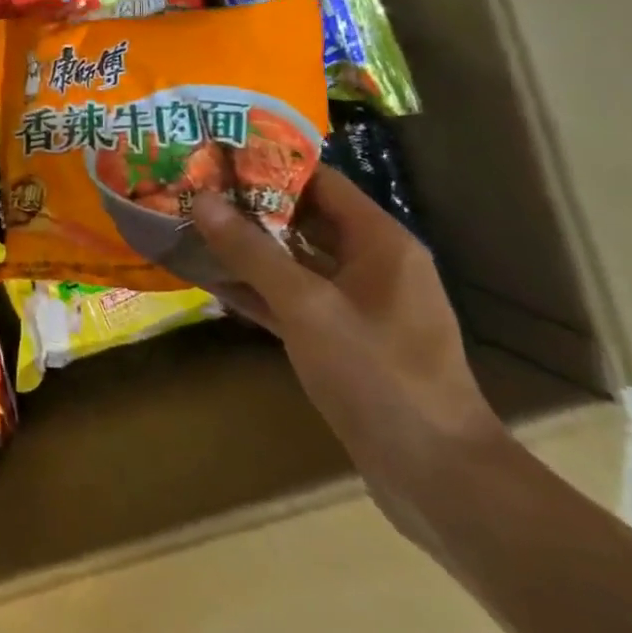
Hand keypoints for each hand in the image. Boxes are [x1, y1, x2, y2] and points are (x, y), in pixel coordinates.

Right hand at [185, 168, 508, 542]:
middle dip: (250, 205)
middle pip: (305, 217)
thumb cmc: (378, 375)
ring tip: (193, 227)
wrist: (437, 478)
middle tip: (194, 189)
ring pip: (295, 260)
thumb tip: (202, 200)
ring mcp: (358, 304)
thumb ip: (252, 251)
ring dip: (249, 248)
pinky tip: (212, 282)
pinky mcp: (344, 340)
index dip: (270, 162)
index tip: (217, 154)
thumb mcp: (307, 306)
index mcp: (380, 241)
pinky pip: (294, 299)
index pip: (320, 180)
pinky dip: (259, 289)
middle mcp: (373, 263)